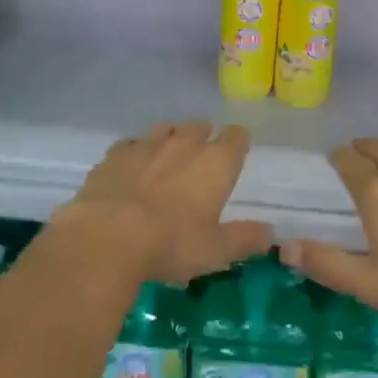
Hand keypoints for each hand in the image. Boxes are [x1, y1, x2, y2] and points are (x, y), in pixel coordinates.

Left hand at [52, 121, 271, 286]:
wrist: (107, 237)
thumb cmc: (172, 243)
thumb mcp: (216, 251)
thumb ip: (245, 239)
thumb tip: (270, 233)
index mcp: (216, 163)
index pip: (236, 137)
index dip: (237, 142)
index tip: (236, 153)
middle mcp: (184, 144)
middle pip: (199, 126)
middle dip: (203, 137)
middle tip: (201, 159)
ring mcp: (146, 146)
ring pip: (164, 129)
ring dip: (169, 140)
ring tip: (167, 159)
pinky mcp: (113, 155)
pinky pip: (130, 145)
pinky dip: (135, 153)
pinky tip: (132, 168)